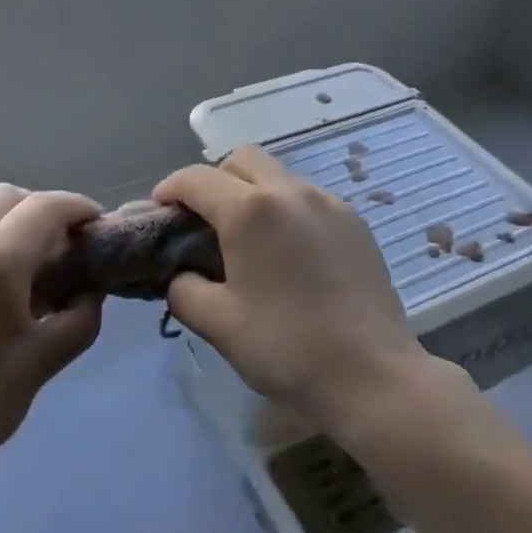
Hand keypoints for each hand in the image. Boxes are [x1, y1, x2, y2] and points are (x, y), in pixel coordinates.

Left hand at [0, 186, 103, 489]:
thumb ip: (80, 316)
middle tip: (59, 246)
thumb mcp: (41, 363)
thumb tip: (90, 289)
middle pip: (7, 196)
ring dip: (2, 213)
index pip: (46, 207)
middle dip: (41, 209)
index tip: (96, 226)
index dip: (78, 208)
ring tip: (15, 254)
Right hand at [154, 147, 430, 442]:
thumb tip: (182, 274)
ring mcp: (329, 202)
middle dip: (215, 181)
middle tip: (206, 222)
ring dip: (254, 194)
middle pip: (242, 160)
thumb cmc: (286, 346)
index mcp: (251, 209)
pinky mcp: (356, 221)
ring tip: (251, 241)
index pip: (196, 178)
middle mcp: (291, 191)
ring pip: (279, 177)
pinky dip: (288, 211)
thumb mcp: (217, 323)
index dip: (169, 189)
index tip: (160, 212)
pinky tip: (291, 255)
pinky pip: (310, 200)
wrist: (371, 373)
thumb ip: (184, 289)